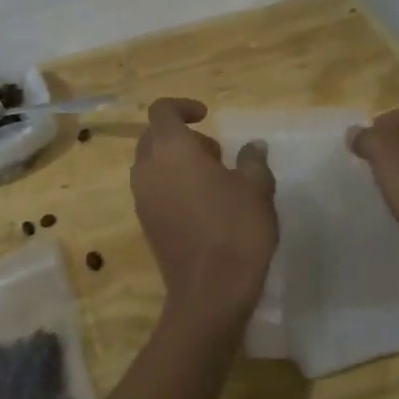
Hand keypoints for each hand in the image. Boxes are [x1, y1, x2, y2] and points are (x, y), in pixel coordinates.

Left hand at [131, 98, 277, 339]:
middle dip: (182, 136)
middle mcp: (147, 169)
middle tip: (216, 155)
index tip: (207, 116)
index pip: (162, 111)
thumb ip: (252, 160)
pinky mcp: (145, 223)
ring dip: (176, 162)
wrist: (210, 291)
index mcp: (171, 149)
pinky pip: (153, 190)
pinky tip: (202, 207)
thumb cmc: (236, 229)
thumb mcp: (256, 188)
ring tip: (213, 182)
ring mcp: (142, 198)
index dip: (183, 106)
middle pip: (153, 137)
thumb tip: (252, 146)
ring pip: (152, 165)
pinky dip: (171, 185)